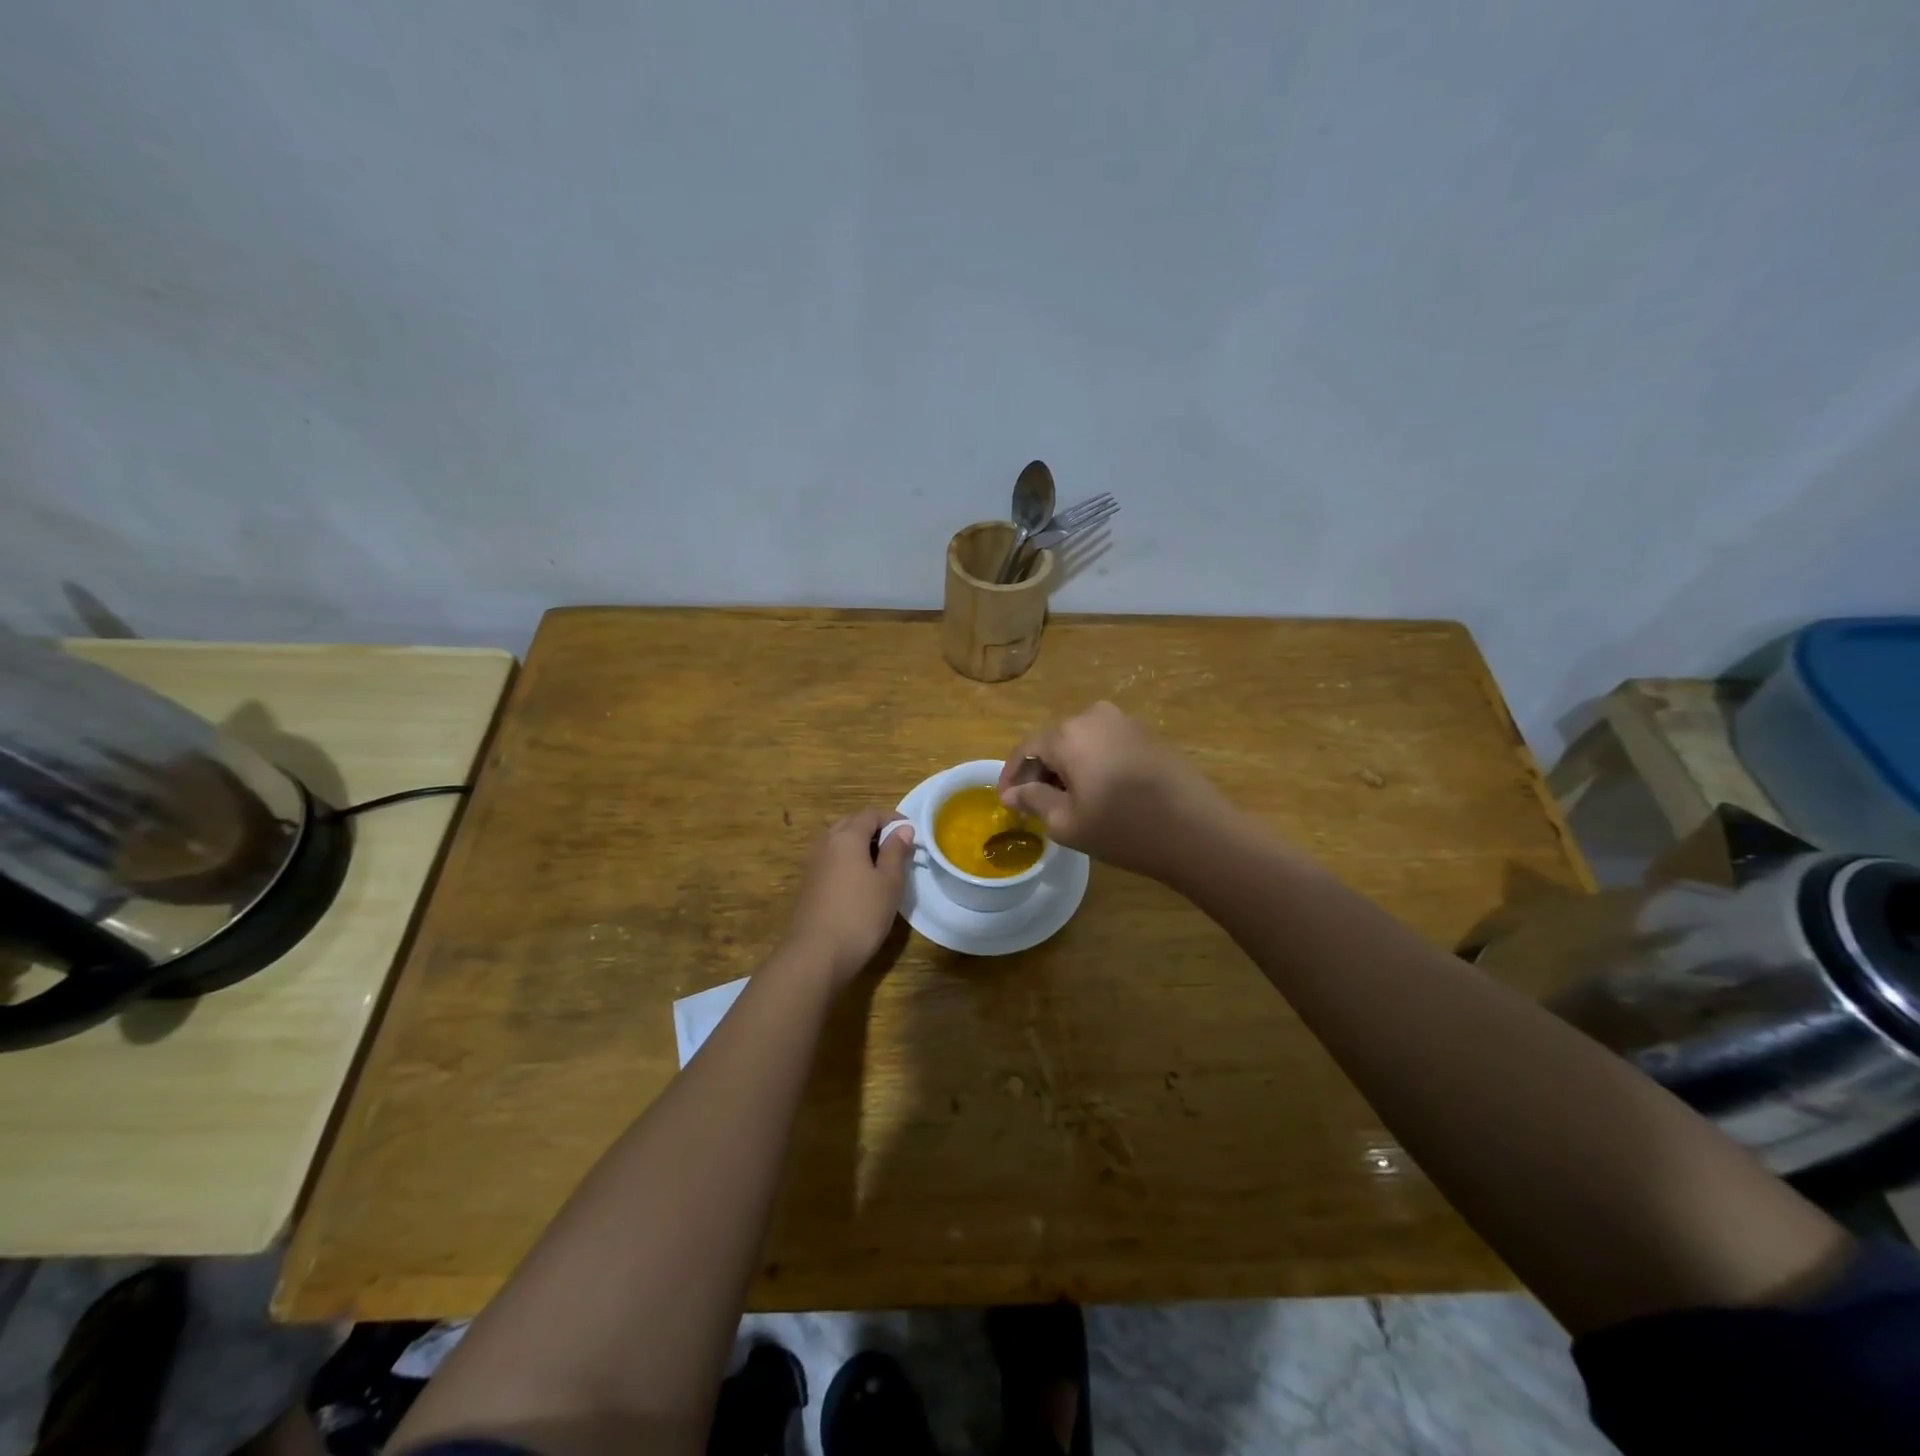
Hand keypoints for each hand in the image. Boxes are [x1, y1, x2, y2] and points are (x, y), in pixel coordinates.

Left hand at [782, 808, 913, 985]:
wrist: (816, 954)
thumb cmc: (860, 914)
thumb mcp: (889, 882)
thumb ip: (896, 852)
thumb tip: (903, 829)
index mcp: (846, 836)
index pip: (870, 813)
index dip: (892, 818)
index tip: (911, 831)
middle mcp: (825, 843)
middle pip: (851, 824)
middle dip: (875, 829)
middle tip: (897, 846)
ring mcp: (813, 863)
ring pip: (839, 842)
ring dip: (860, 845)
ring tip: (882, 864)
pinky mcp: (809, 884)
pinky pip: (832, 859)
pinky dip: (848, 860)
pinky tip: (861, 882)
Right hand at [997, 702, 1231, 880]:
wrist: (1198, 831)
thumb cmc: (1124, 829)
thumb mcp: (1067, 822)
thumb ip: (1033, 800)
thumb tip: (1011, 794)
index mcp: (1068, 734)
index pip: (1026, 749)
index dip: (1011, 776)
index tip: (1006, 803)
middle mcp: (1094, 716)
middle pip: (1053, 741)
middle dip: (1039, 771)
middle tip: (1033, 805)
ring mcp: (1125, 722)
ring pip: (1080, 742)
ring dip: (1067, 767)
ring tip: (1065, 801)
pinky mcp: (1148, 734)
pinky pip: (1106, 744)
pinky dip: (1092, 764)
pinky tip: (1098, 793)